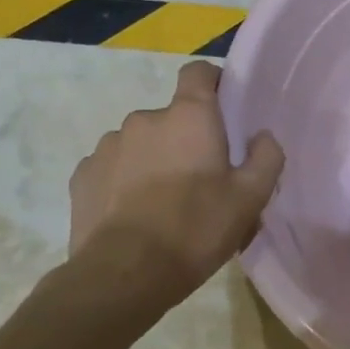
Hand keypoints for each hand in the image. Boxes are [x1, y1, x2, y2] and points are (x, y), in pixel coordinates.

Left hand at [67, 61, 283, 311]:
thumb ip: (266, 157)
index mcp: (189, 115)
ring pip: (141, 143)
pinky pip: (112, 167)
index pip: (199, 72)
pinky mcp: (82, 176)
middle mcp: (145, 118)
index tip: (224, 109)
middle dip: (186, 138)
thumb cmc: (194, 228)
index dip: (212, 83)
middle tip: (200, 179)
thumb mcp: (250, 198)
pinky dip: (123, 181)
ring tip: (163, 203)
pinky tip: (133, 214)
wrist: (121, 276)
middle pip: (172, 116)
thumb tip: (261, 136)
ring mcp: (108, 145)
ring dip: (153, 160)